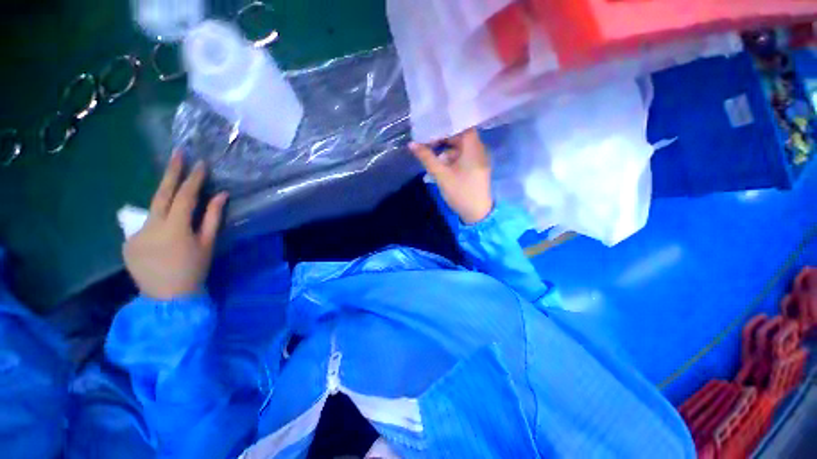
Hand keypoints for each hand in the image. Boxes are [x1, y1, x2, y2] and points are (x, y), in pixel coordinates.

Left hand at [123, 153, 228, 299]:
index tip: (200, 163)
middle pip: (162, 193)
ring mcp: (135, 234)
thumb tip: (221, 195)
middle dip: (171, 173)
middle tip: (178, 153)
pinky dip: (157, 220)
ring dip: (164, 195)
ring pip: (152, 207)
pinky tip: (165, 229)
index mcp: (175, 228)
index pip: (185, 196)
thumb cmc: (194, 270)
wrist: (167, 298)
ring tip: (174, 186)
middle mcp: (151, 227)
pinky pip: (145, 224)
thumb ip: (213, 217)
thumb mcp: (208, 244)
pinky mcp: (127, 242)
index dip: (193, 179)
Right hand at [410, 129, 493, 223]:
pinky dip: (452, 157)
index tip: (431, 129)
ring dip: (446, 149)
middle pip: (460, 136)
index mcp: (473, 148)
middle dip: (443, 139)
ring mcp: (479, 159)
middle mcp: (479, 150)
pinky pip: (464, 156)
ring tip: (432, 155)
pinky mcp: (476, 168)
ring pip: (461, 147)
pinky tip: (441, 164)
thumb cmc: (460, 192)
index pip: (461, 126)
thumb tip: (412, 144)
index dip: (446, 126)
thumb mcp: (441, 175)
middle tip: (427, 142)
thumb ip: (427, 158)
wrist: (477, 213)